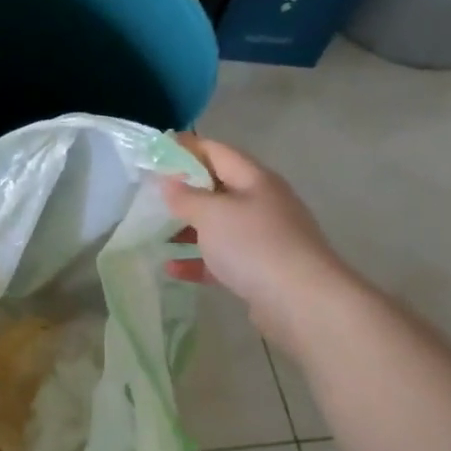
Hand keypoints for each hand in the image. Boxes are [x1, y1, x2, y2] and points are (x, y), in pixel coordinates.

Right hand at [162, 136, 354, 330]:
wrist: (302, 301)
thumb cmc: (254, 245)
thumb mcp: (212, 214)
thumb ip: (185, 196)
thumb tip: (167, 181)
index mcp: (254, 179)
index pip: (216, 151)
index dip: (186, 148)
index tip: (154, 153)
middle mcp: (261, 203)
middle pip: (217, 188)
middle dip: (183, 190)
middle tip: (148, 195)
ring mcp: (263, 237)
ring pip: (218, 225)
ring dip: (187, 227)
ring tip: (153, 232)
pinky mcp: (259, 269)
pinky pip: (222, 258)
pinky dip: (197, 260)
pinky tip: (171, 268)